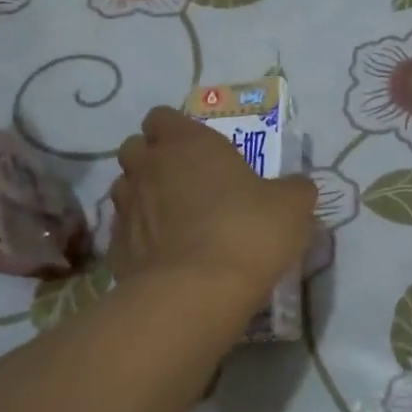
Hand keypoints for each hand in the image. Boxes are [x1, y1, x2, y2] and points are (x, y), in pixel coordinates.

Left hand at [110, 107, 316, 300]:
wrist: (196, 293)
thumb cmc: (247, 232)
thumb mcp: (291, 206)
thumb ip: (292, 189)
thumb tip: (295, 187)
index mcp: (186, 143)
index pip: (162, 117)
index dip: (177, 130)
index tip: (199, 150)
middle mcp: (148, 167)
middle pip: (135, 148)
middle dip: (153, 159)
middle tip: (184, 181)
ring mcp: (125, 208)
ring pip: (125, 188)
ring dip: (143, 197)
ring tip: (172, 220)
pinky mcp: (115, 249)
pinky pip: (124, 233)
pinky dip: (139, 239)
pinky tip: (163, 256)